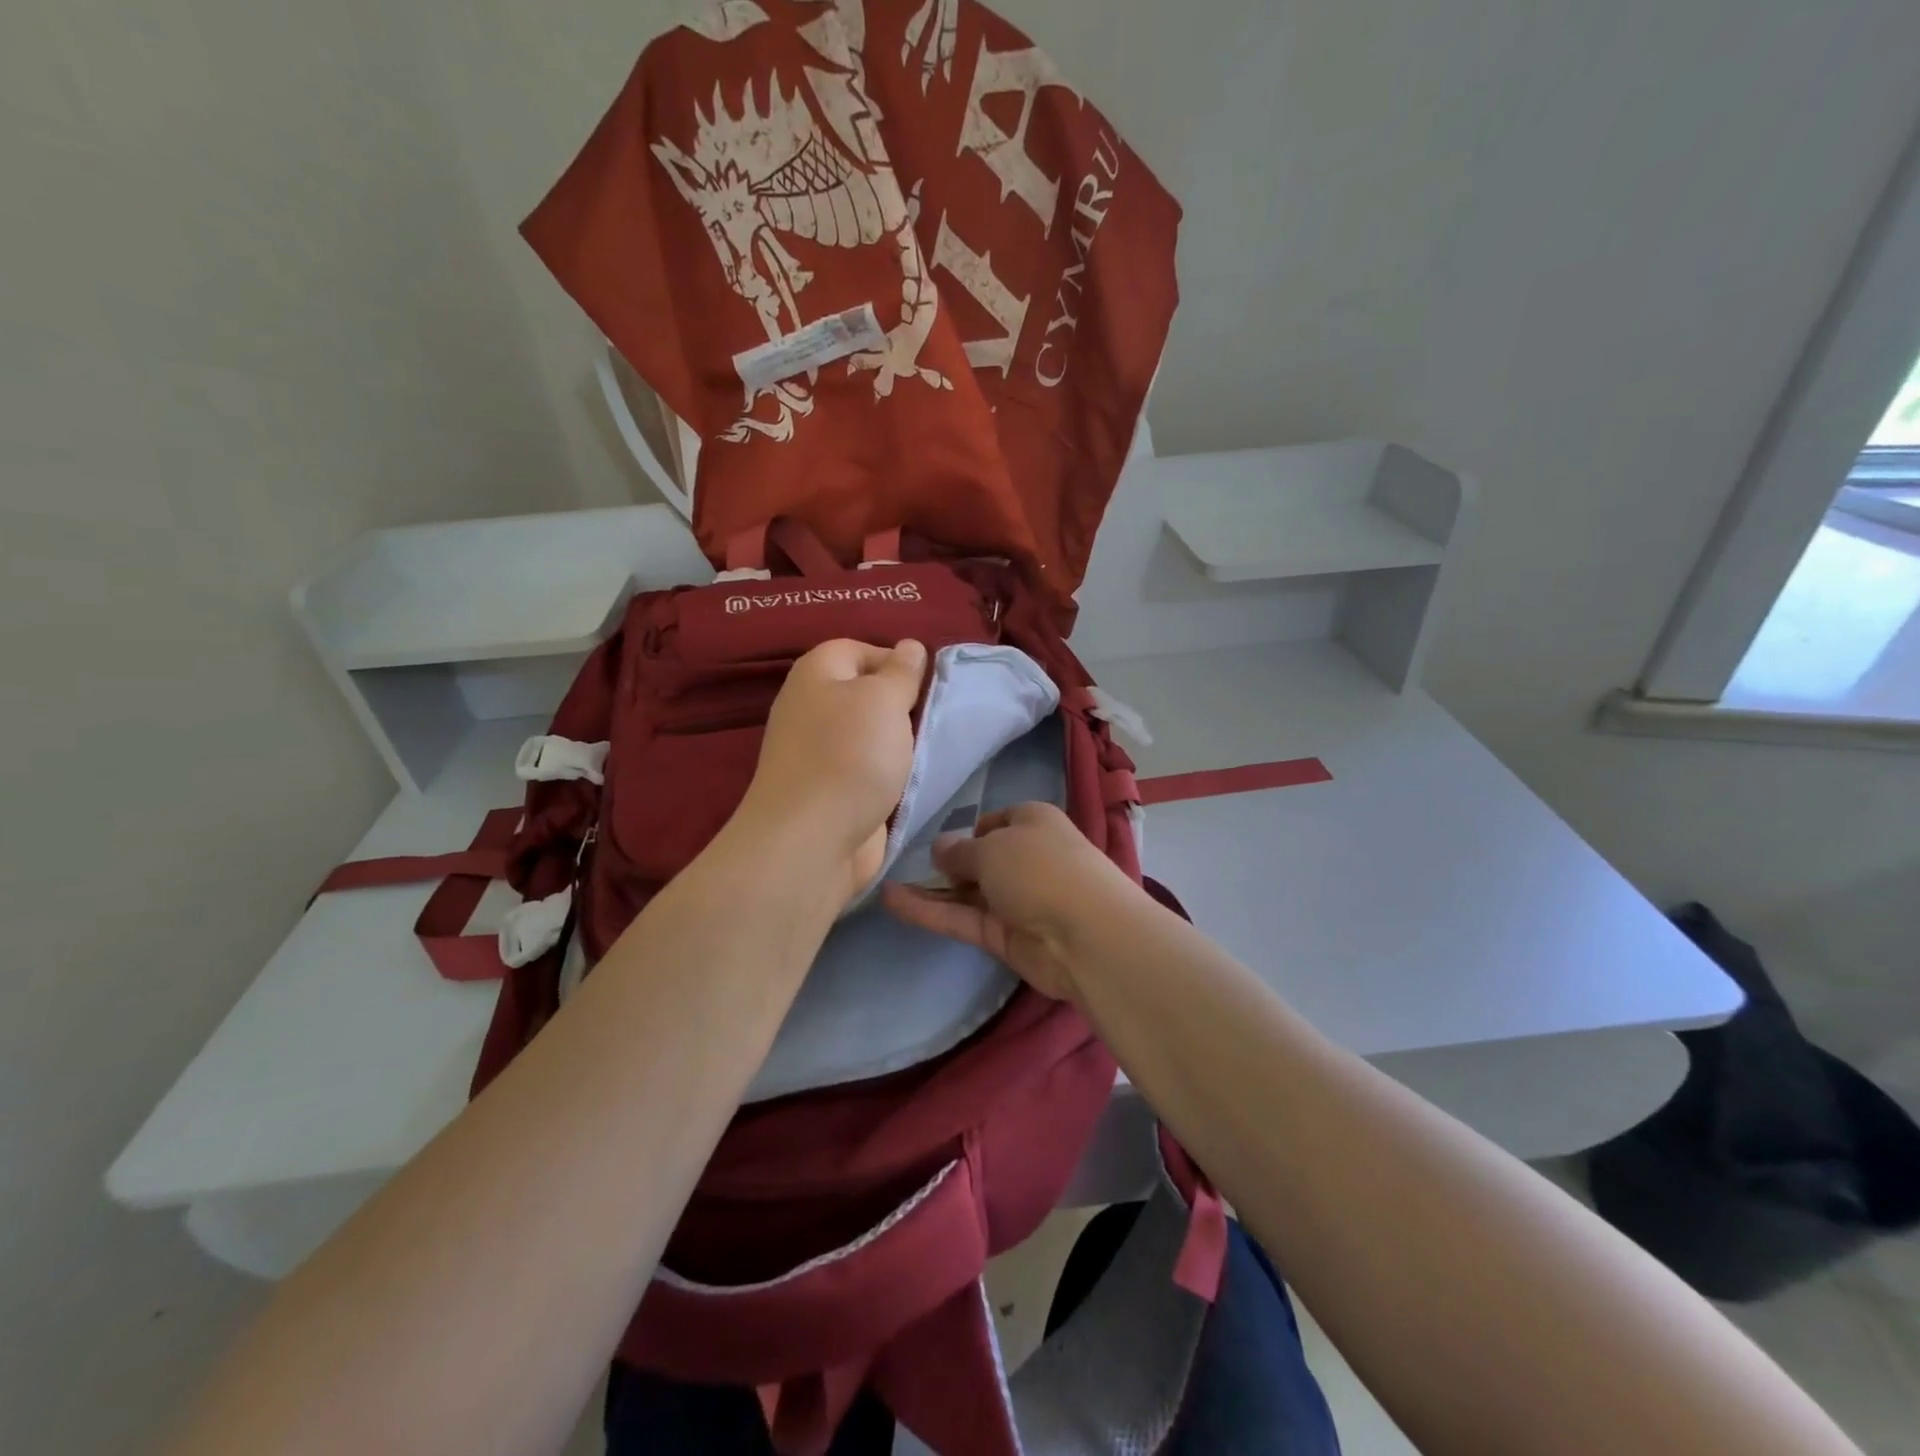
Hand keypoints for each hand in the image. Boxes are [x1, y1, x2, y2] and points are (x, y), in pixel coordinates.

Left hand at [734, 638, 927, 905]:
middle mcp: (812, 708)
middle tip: (933, 718)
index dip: (895, 660)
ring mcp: (818, 753)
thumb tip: (909, 647)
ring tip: (929, 749)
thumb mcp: (884, 699)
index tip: (928, 685)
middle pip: (865, 694)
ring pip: (870, 735)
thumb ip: (901, 672)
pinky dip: (889, 774)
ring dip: (900, 743)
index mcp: (816, 674)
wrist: (813, 839)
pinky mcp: (829, 791)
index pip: (859, 649)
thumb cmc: (850, 756)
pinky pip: (867, 770)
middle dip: (902, 705)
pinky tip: (913, 781)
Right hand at [881, 802, 1143, 1002]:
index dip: (968, 831)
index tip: (941, 842)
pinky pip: (962, 918)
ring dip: (929, 889)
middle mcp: (1026, 858)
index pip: (996, 822)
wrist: (1086, 935)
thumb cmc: (1041, 869)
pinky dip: (930, 911)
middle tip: (904, 865)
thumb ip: (958, 851)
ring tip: (882, 884)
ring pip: (965, 891)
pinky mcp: (1004, 936)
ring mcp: (1015, 899)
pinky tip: (893, 902)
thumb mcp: (991, 847)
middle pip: (979, 858)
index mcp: (1033, 822)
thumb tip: (939, 849)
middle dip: (946, 863)